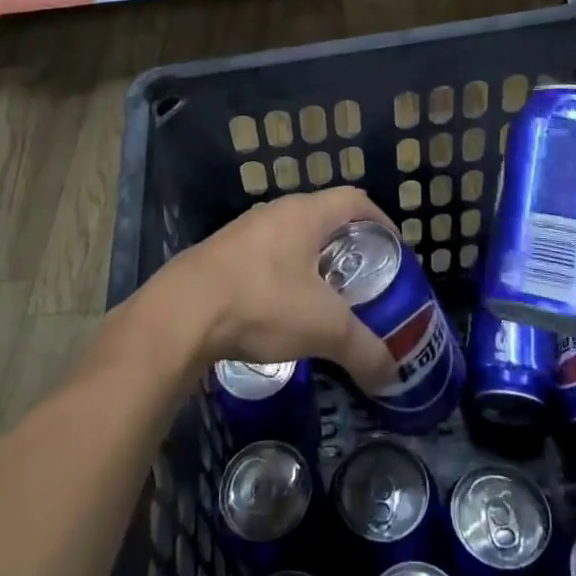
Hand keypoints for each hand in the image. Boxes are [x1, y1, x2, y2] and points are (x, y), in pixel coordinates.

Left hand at [142, 187, 399, 393]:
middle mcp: (275, 212)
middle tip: (365, 280)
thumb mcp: (323, 328)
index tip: (394, 252)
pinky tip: (282, 310)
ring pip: (292, 239)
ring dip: (313, 263)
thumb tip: (392, 375)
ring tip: (327, 299)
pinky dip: (284, 277)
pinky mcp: (221, 255)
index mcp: (305, 214)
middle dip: (349, 246)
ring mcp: (244, 231)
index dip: (381, 221)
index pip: (355, 200)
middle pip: (324, 218)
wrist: (181, 313)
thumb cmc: (262, 302)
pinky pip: (265, 257)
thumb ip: (364, 349)